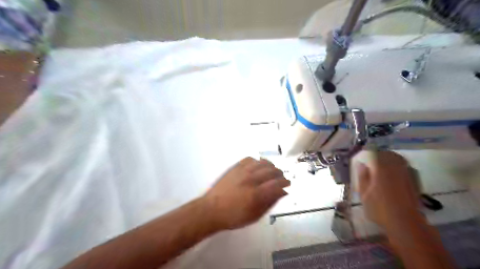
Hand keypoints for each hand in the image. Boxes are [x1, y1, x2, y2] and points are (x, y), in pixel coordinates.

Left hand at [201, 156, 288, 229]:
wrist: (211, 209)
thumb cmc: (234, 216)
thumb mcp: (255, 216)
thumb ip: (270, 203)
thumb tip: (282, 193)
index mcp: (256, 194)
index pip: (277, 184)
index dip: (285, 183)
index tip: (288, 184)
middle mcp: (251, 179)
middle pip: (271, 171)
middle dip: (280, 174)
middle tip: (281, 178)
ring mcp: (242, 171)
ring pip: (262, 162)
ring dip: (271, 166)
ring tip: (272, 171)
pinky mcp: (235, 167)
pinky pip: (250, 159)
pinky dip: (257, 161)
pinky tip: (258, 166)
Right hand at [353, 151, 420, 228]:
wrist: (405, 222)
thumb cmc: (379, 208)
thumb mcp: (364, 193)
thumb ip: (362, 176)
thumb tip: (361, 163)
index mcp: (381, 169)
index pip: (375, 153)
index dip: (369, 151)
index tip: (364, 153)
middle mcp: (395, 168)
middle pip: (389, 154)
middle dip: (381, 154)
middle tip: (374, 157)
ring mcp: (407, 174)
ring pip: (399, 160)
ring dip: (391, 159)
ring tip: (384, 164)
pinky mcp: (415, 182)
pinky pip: (407, 168)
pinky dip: (400, 167)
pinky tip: (395, 174)